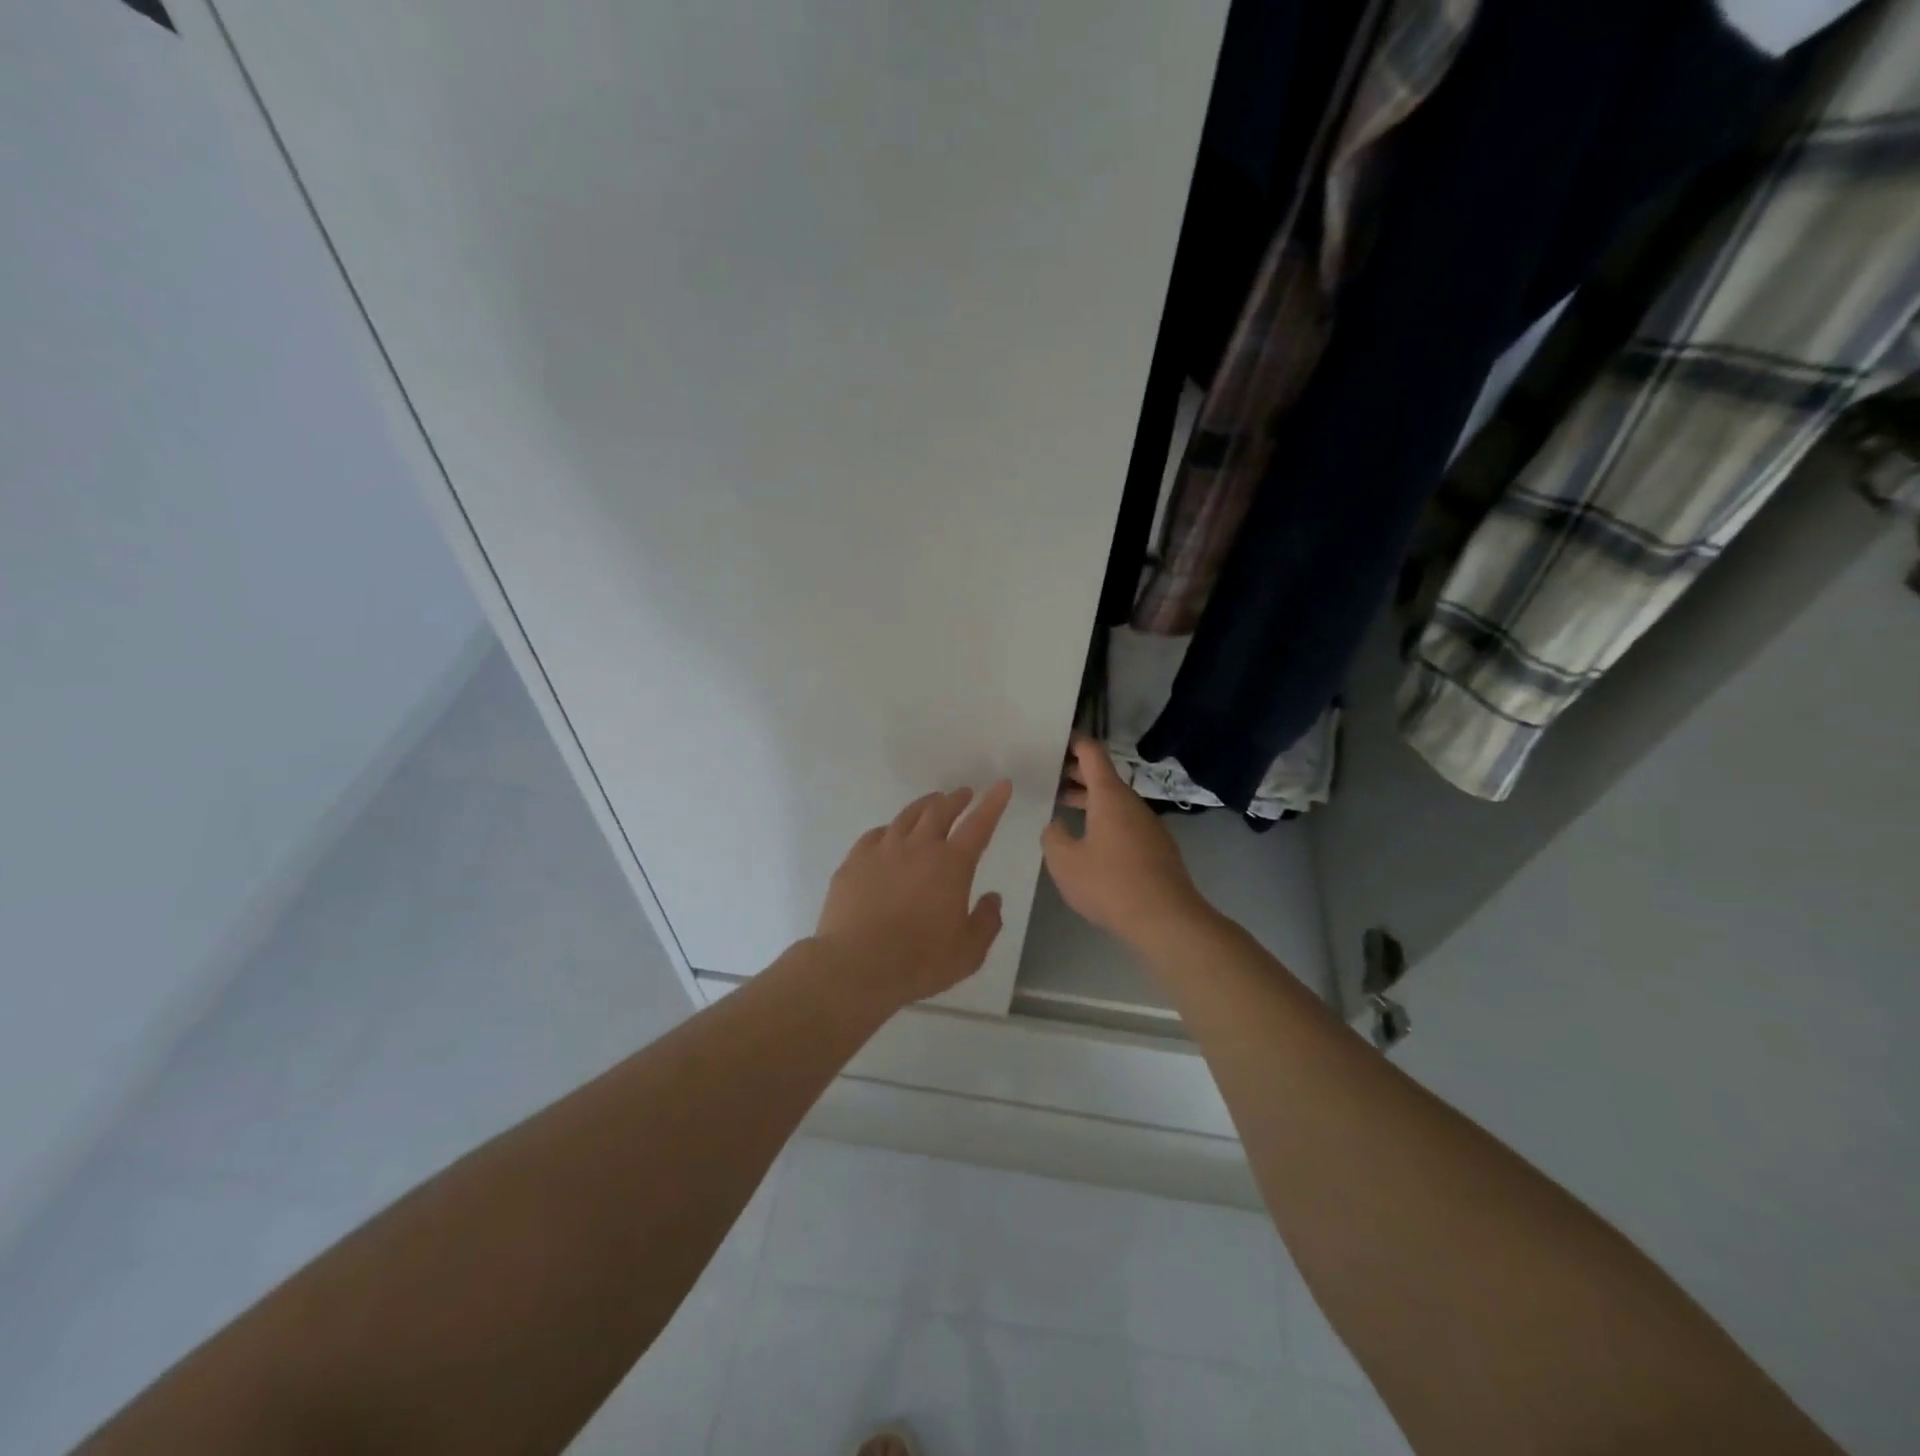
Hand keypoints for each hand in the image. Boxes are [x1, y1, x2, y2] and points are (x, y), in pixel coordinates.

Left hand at [815, 779, 1013, 1008]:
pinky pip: (876, 834)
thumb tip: (992, 898)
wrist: (856, 965)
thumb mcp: (968, 952)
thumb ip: (986, 922)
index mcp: (952, 864)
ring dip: (925, 806)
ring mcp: (883, 850)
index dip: (993, 803)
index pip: (979, 825)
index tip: (1002, 785)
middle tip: (964, 794)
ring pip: (907, 816)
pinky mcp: (854, 861)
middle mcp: (918, 847)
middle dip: (956, 799)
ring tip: (932, 803)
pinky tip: (890, 834)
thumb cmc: (919, 961)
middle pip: (940, 810)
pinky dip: (891, 829)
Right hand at [1042, 736, 1213, 950]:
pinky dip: (1102, 819)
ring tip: (1061, 807)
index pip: (1091, 753)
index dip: (1073, 742)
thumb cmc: (1110, 884)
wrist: (1166, 920)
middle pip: (1102, 777)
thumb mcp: (1065, 861)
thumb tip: (1056, 825)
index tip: (1053, 740)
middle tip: (1046, 776)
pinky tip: (1088, 840)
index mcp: (1109, 796)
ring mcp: (1147, 825)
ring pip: (1113, 801)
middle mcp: (1131, 803)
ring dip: (1088, 800)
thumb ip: (1053, 836)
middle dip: (1074, 773)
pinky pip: (1124, 822)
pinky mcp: (1155, 848)